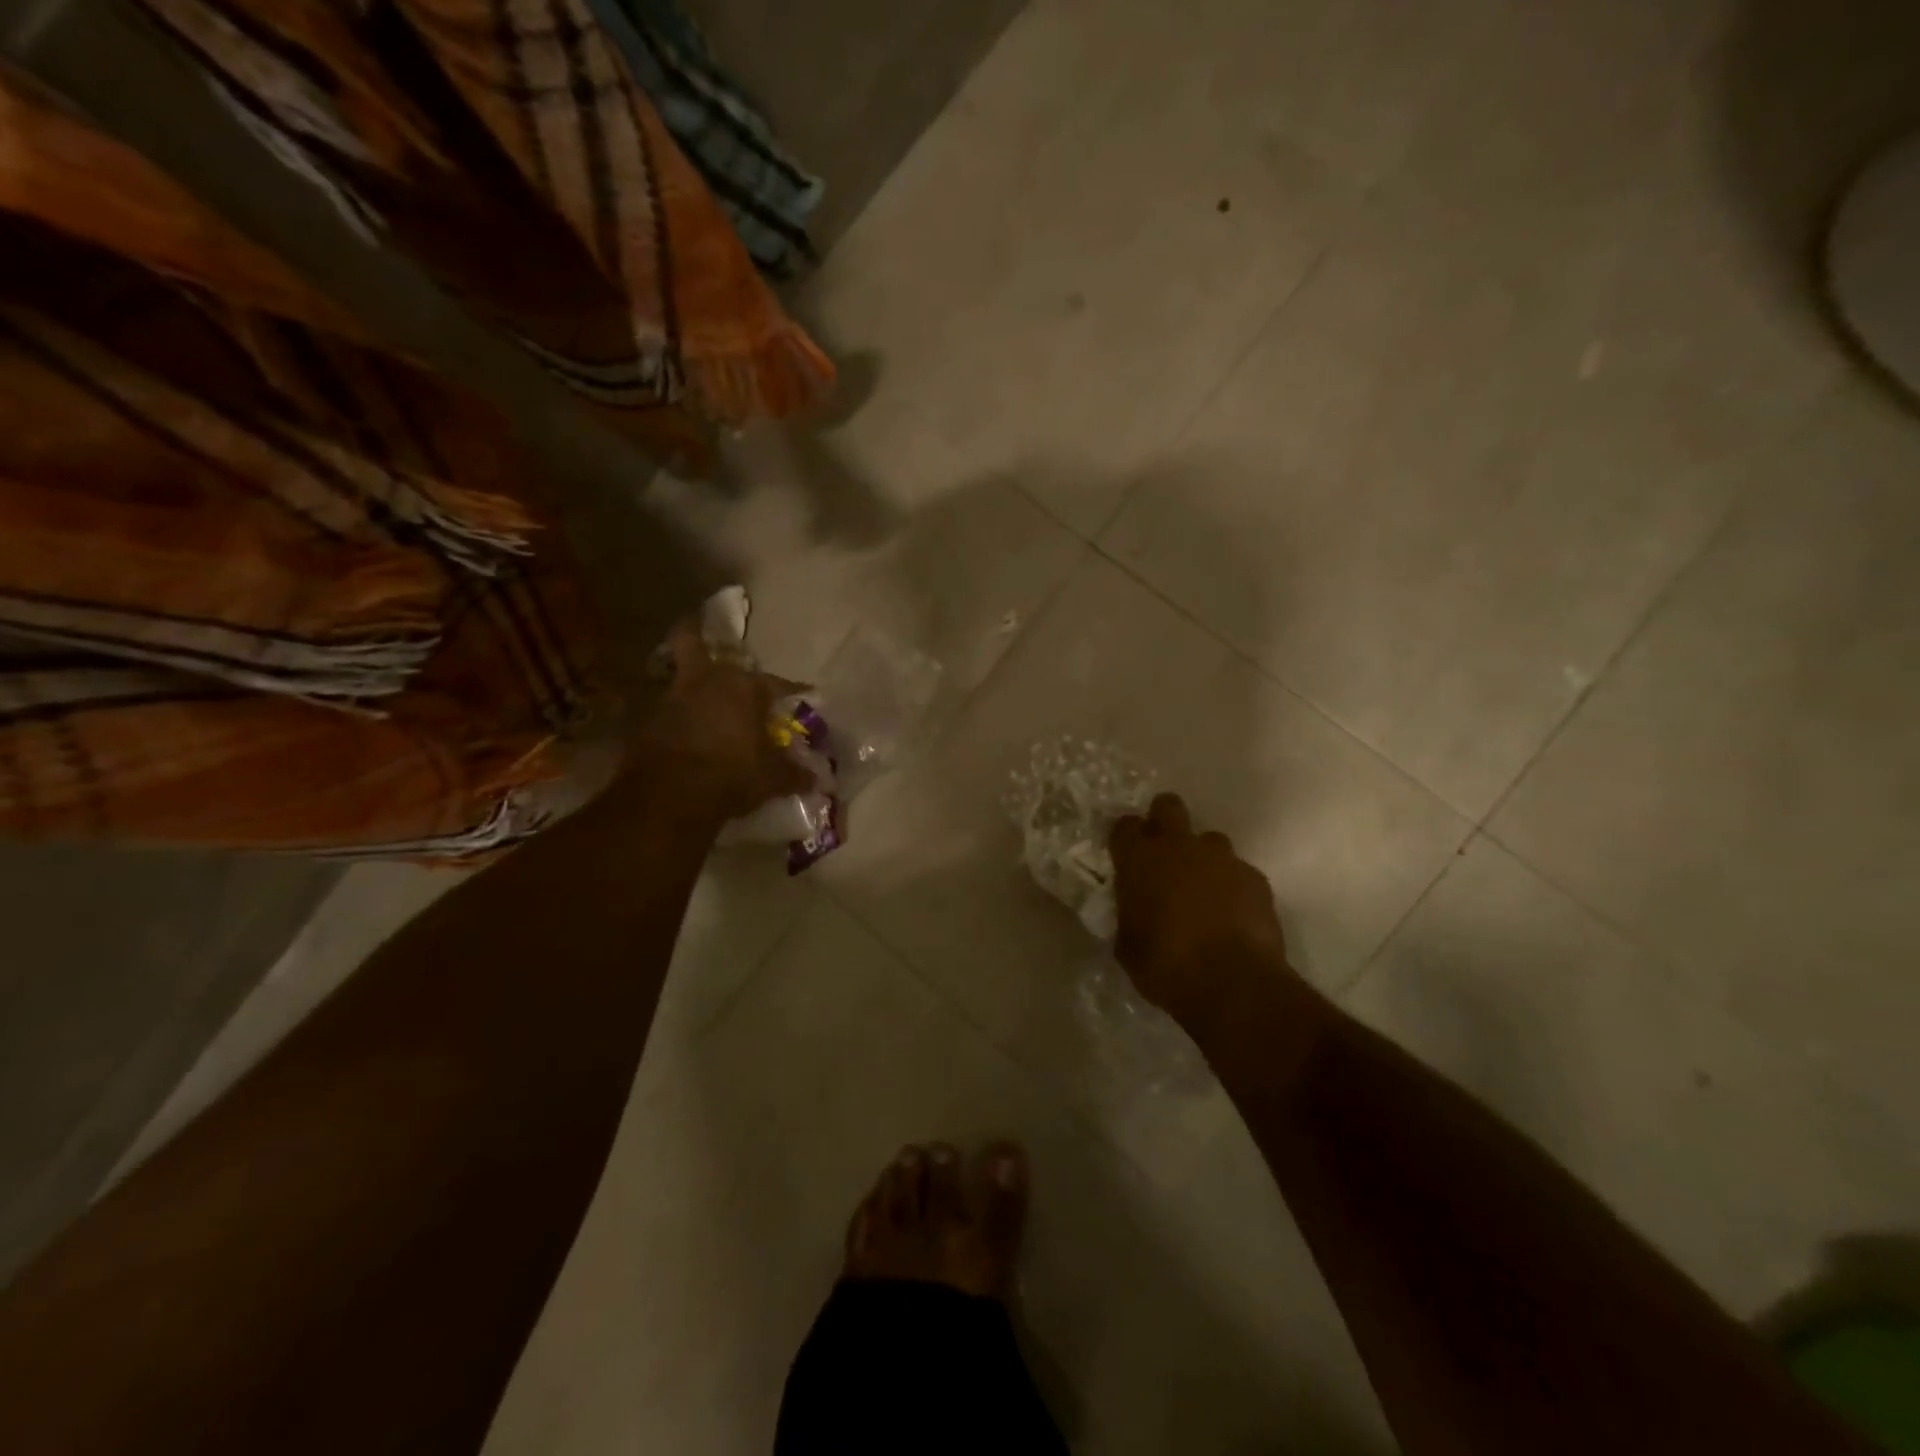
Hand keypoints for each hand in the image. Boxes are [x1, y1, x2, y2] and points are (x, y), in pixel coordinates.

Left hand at [630, 620, 815, 825]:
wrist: (670, 796)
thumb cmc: (733, 775)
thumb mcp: (772, 778)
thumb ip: (794, 773)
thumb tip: (815, 779)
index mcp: (743, 687)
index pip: (776, 683)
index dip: (792, 691)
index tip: (805, 694)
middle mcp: (705, 680)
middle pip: (691, 640)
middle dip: (695, 634)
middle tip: (702, 639)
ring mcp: (670, 697)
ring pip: (674, 673)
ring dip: (683, 681)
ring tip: (692, 695)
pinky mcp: (644, 720)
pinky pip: (656, 708)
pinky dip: (666, 714)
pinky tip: (675, 728)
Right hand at [1109, 794, 1292, 1035]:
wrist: (1234, 985)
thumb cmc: (1166, 967)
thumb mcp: (1128, 946)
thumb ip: (1129, 916)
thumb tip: (1135, 912)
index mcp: (1140, 860)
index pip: (1124, 826)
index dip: (1125, 838)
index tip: (1125, 855)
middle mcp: (1180, 847)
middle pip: (1169, 806)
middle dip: (1163, 820)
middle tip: (1163, 852)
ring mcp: (1222, 859)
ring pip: (1210, 840)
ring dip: (1203, 858)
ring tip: (1203, 891)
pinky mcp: (1255, 878)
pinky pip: (1238, 871)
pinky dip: (1232, 886)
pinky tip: (1232, 914)